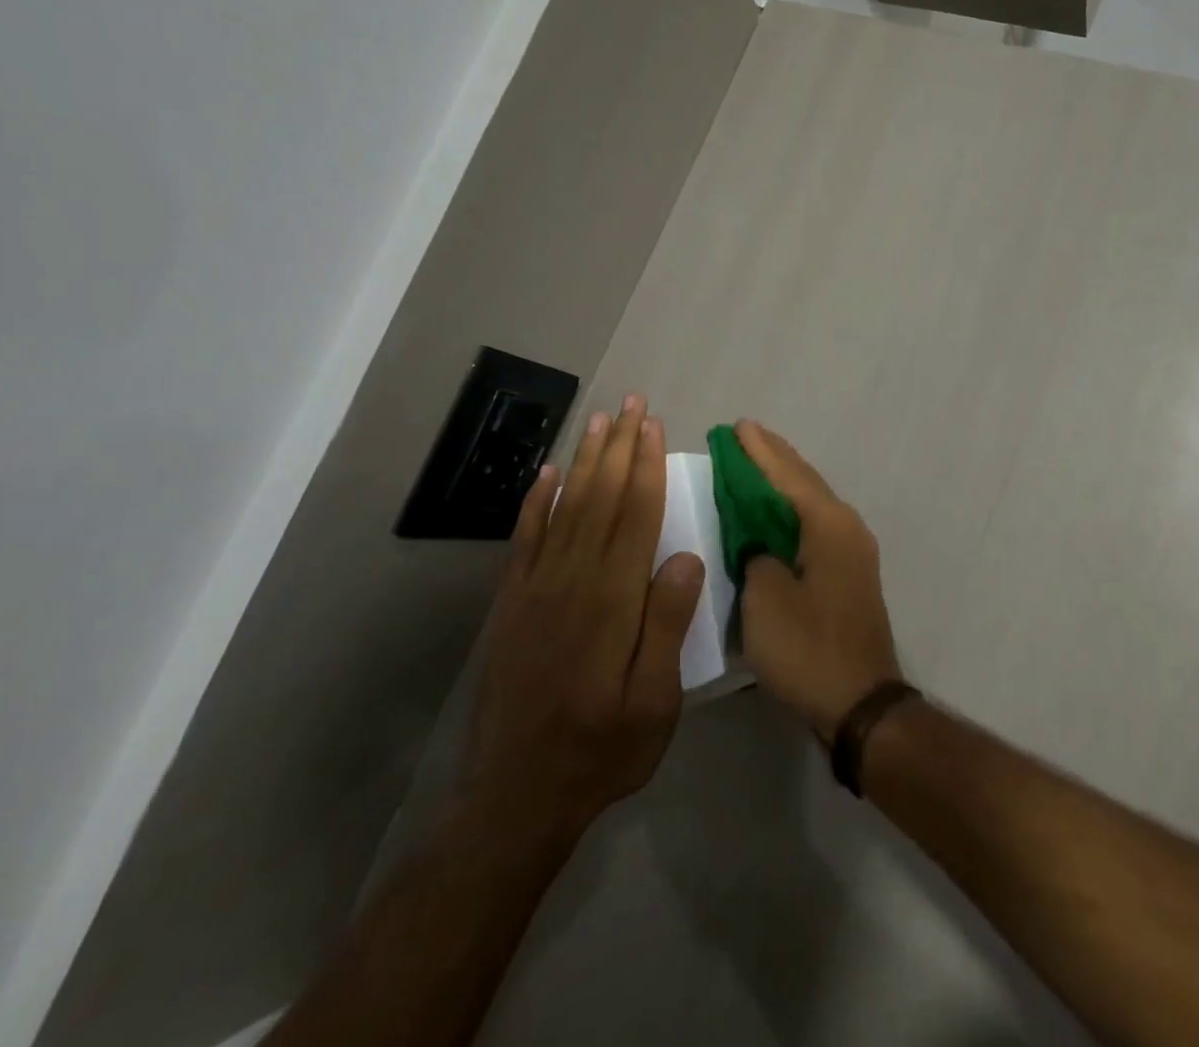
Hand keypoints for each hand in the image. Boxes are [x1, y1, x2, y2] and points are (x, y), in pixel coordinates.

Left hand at [462, 396, 705, 839]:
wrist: (518, 795)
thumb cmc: (602, 748)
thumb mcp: (654, 701)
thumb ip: (667, 626)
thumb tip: (686, 557)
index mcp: (612, 600)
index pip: (635, 516)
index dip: (645, 466)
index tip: (653, 426)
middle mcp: (572, 581)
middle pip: (600, 499)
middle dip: (618, 447)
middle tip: (630, 404)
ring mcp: (536, 589)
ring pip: (564, 508)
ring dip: (583, 461)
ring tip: (597, 421)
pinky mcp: (512, 604)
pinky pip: (526, 538)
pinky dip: (536, 501)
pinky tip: (547, 475)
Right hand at [734, 421, 902, 739]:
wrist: (860, 702)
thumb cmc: (808, 648)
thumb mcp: (765, 598)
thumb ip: (756, 553)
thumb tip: (757, 538)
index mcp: (827, 523)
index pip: (786, 474)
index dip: (758, 451)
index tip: (736, 426)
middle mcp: (846, 526)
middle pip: (804, 480)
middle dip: (772, 457)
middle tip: (743, 434)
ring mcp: (852, 549)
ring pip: (811, 501)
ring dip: (782, 481)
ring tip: (755, 461)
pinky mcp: (849, 572)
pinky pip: (814, 524)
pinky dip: (791, 509)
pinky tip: (774, 511)